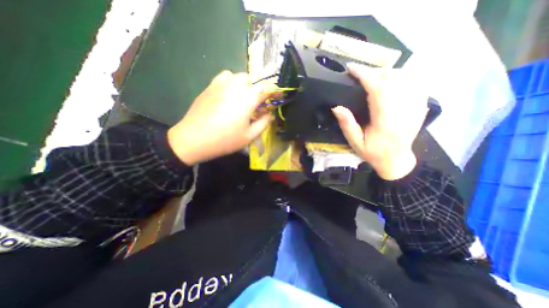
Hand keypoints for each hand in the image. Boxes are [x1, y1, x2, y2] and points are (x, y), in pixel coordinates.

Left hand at [166, 70, 270, 166]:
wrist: (194, 138)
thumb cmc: (225, 140)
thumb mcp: (249, 136)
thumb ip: (263, 123)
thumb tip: (268, 114)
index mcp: (248, 98)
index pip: (267, 89)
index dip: (274, 92)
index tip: (277, 98)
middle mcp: (236, 85)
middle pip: (254, 80)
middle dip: (260, 90)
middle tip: (258, 105)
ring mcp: (222, 83)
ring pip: (240, 76)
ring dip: (247, 85)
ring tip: (244, 99)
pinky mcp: (211, 85)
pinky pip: (226, 76)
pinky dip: (232, 81)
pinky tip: (230, 93)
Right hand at [330, 62, 428, 179]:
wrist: (396, 161)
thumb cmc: (373, 153)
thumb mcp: (355, 143)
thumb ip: (347, 125)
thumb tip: (336, 107)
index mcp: (385, 121)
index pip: (377, 89)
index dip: (364, 75)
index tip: (351, 68)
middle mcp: (403, 111)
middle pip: (393, 79)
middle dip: (374, 71)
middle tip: (359, 75)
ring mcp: (415, 108)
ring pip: (405, 78)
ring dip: (387, 73)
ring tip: (373, 78)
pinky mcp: (420, 107)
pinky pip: (416, 83)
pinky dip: (402, 77)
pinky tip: (391, 82)